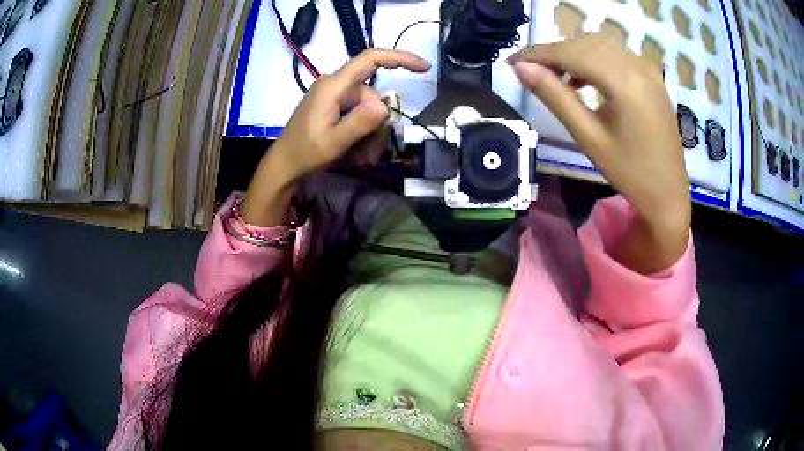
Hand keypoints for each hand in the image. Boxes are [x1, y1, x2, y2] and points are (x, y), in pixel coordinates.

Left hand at [241, 49, 429, 225]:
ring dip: (371, 134)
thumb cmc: (304, 153)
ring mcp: (335, 97)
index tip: (423, 68)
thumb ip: (359, 123)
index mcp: (334, 86)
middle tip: (372, 153)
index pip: (370, 59)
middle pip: (373, 96)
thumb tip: (385, 107)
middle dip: (379, 124)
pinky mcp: (334, 107)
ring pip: (369, 109)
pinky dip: (362, 134)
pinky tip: (357, 153)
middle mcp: (336, 86)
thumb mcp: (334, 142)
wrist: (284, 166)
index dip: (399, 58)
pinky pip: (358, 115)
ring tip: (363, 157)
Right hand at [509, 33, 690, 272]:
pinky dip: (594, 58)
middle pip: (586, 44)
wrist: (668, 193)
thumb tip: (522, 69)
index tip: (512, 61)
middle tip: (531, 71)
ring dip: (573, 53)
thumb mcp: (588, 137)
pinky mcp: (652, 77)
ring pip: (600, 45)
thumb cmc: (629, 173)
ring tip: (555, 75)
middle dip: (555, 52)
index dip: (539, 53)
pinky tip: (585, 78)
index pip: (572, 53)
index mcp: (624, 82)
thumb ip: (555, 97)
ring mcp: (648, 69)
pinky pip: (616, 55)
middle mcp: (637, 66)